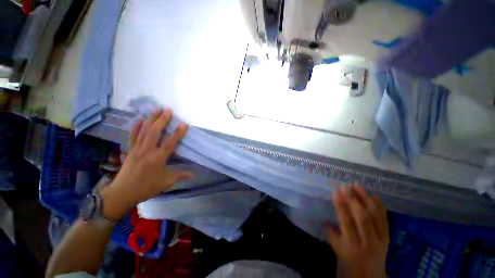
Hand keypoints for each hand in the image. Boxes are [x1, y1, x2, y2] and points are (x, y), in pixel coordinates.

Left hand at [101, 108, 193, 220]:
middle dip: (162, 119)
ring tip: (157, 109)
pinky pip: (133, 135)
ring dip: (151, 119)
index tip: (184, 124)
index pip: (170, 143)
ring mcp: (137, 149)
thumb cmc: (146, 187)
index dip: (178, 133)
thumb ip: (180, 175)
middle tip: (168, 110)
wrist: (122, 192)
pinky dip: (136, 126)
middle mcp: (147, 151)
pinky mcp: (130, 149)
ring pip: (144, 130)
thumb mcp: (166, 182)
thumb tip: (193, 174)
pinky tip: (139, 119)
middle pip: (154, 131)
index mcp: (158, 159)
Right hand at [328, 185, 388, 277]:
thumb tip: (325, 218)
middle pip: (363, 218)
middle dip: (353, 200)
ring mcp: (381, 239)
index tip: (335, 192)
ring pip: (375, 216)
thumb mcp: (337, 249)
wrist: (370, 275)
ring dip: (366, 199)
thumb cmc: (349, 261)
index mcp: (352, 246)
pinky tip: (374, 196)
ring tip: (357, 186)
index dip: (341, 206)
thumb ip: (331, 233)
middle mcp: (368, 242)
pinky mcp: (388, 237)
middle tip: (346, 186)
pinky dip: (380, 206)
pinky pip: (385, 219)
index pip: (346, 222)